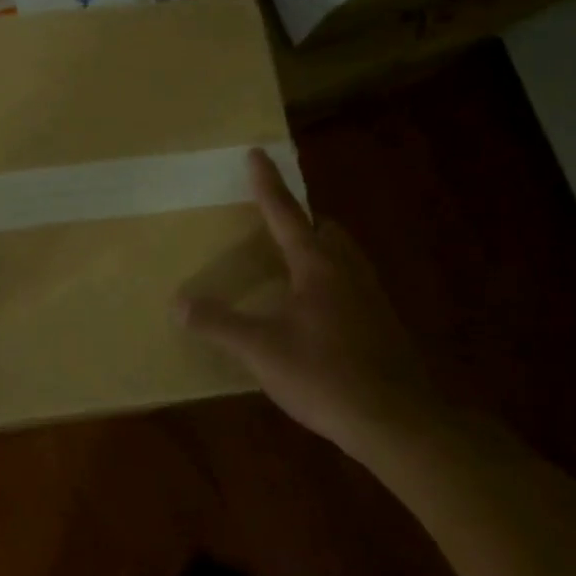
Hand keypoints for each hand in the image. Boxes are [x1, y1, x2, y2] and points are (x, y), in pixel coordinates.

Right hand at [173, 150, 436, 463]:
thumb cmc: (325, 375)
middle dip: (303, 221)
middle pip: (326, 231)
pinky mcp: (383, 326)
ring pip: (345, 258)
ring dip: (320, 252)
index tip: (257, 154)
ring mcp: (372, 299)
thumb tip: (179, 304)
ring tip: (294, 267)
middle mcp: (348, 272)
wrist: (397, 421)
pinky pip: (353, 286)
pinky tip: (317, 314)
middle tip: (278, 225)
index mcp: (318, 266)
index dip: (268, 184)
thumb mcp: (262, 350)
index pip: (286, 214)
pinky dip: (332, 284)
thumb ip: (220, 324)